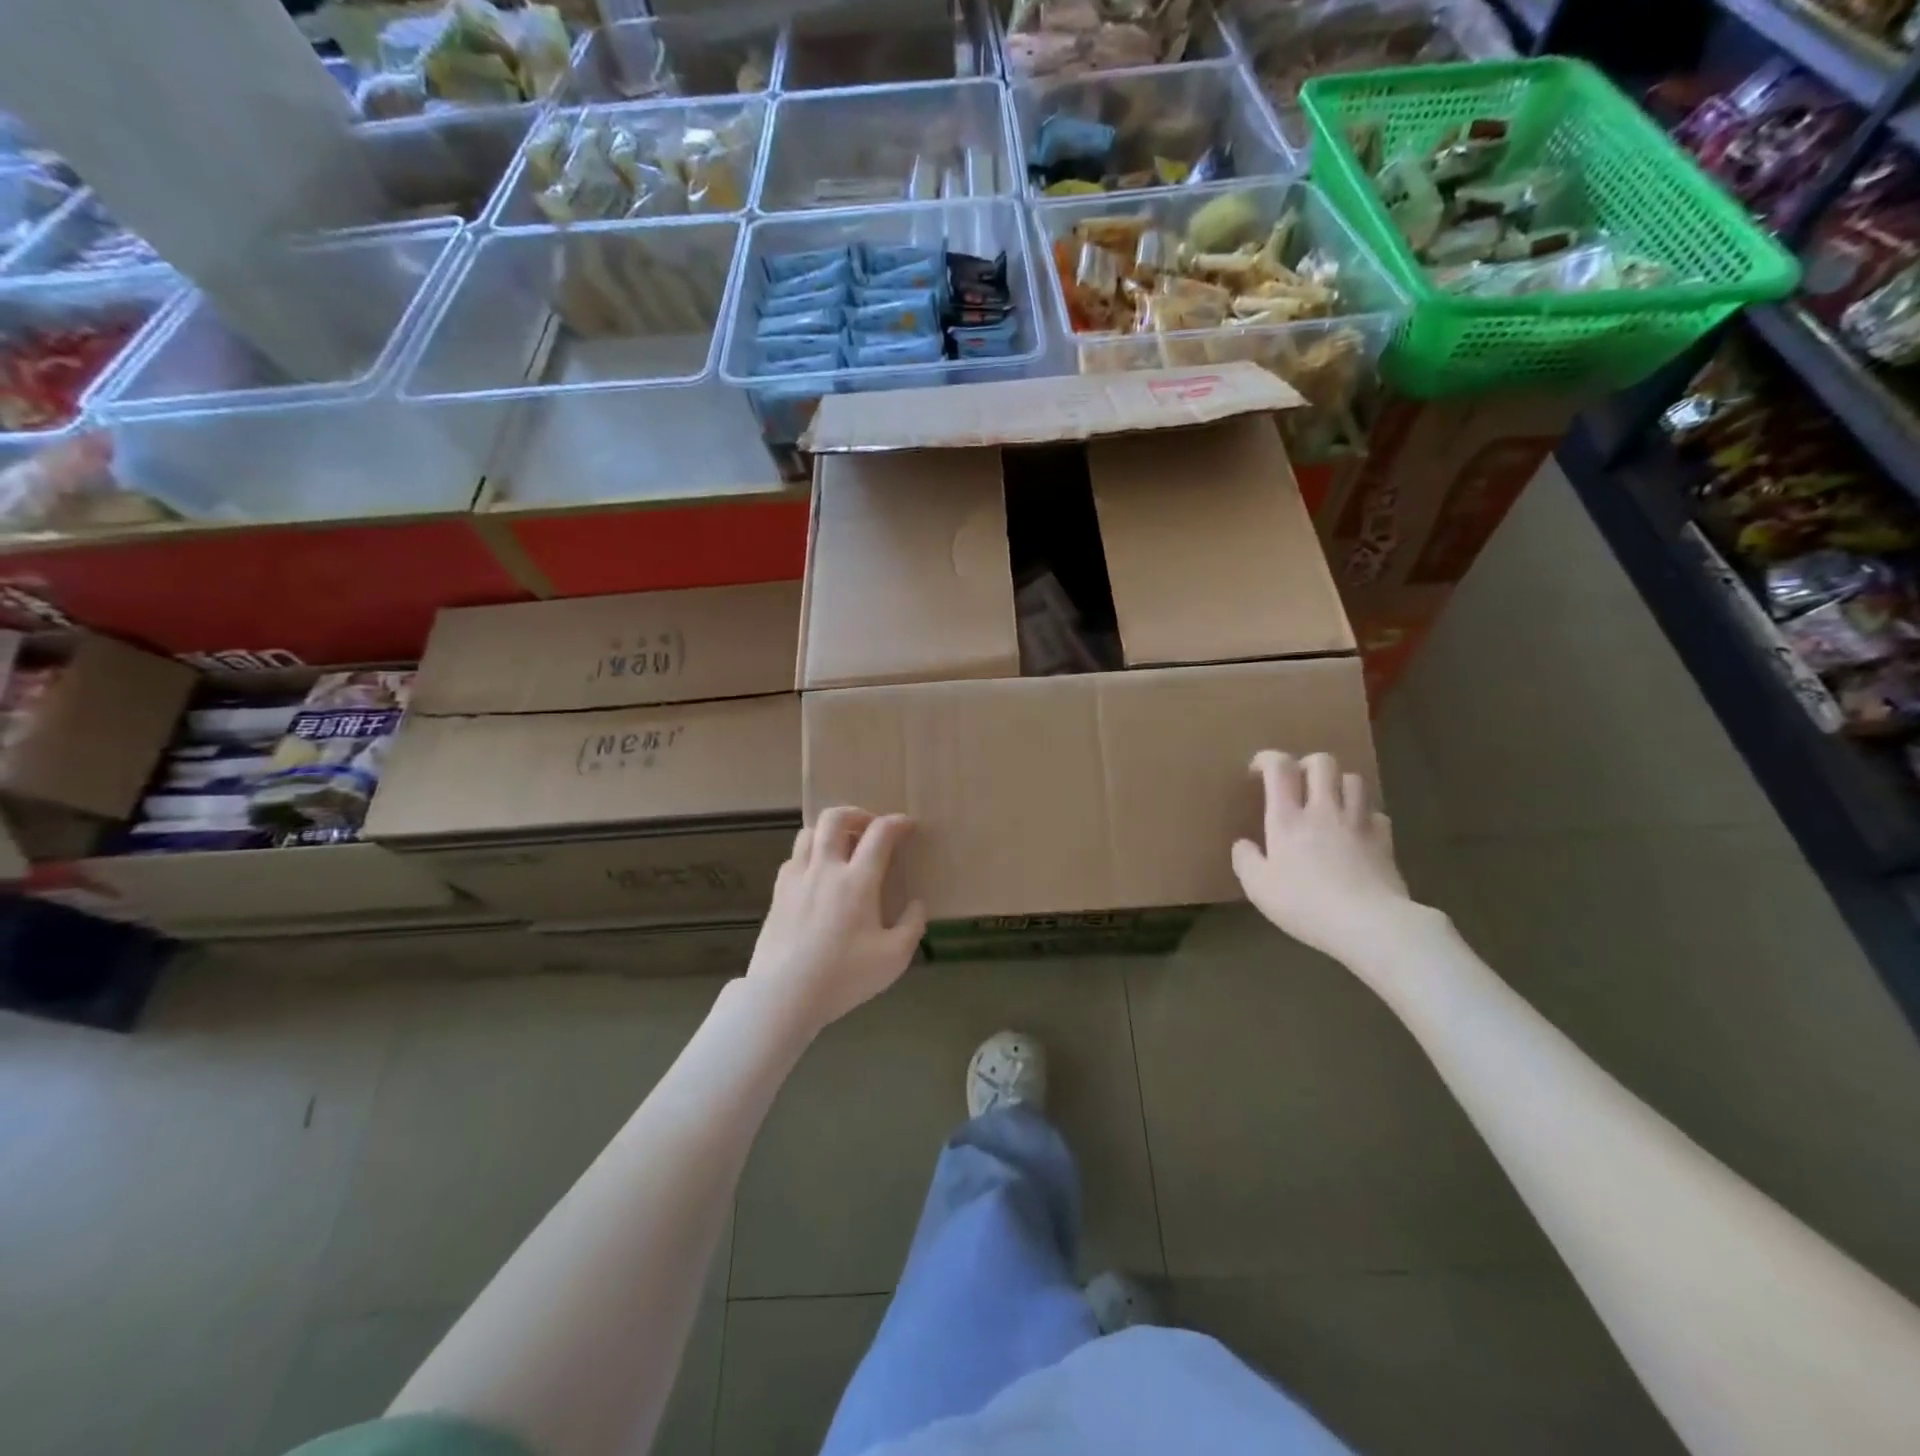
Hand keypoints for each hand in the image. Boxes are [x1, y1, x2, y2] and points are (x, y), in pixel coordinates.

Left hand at [747, 808, 926, 1035]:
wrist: (783, 996)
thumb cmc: (843, 977)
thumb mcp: (893, 958)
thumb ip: (911, 926)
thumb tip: (917, 904)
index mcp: (857, 881)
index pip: (880, 834)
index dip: (897, 823)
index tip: (908, 826)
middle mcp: (825, 869)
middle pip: (835, 818)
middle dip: (857, 813)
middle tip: (870, 827)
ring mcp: (796, 879)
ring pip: (809, 832)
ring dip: (829, 831)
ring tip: (842, 847)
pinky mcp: (778, 894)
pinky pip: (793, 858)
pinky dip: (810, 855)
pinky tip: (818, 875)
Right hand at [1231, 751, 1418, 968]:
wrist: (1368, 923)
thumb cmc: (1305, 904)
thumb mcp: (1258, 888)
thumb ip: (1246, 861)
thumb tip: (1243, 844)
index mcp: (1287, 818)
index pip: (1279, 768)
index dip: (1268, 759)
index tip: (1258, 770)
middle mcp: (1323, 810)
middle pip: (1322, 763)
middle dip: (1307, 764)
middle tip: (1298, 783)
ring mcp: (1357, 822)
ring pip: (1353, 779)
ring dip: (1338, 784)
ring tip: (1329, 801)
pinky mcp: (1384, 840)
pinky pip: (1376, 813)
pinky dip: (1364, 814)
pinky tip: (1357, 830)